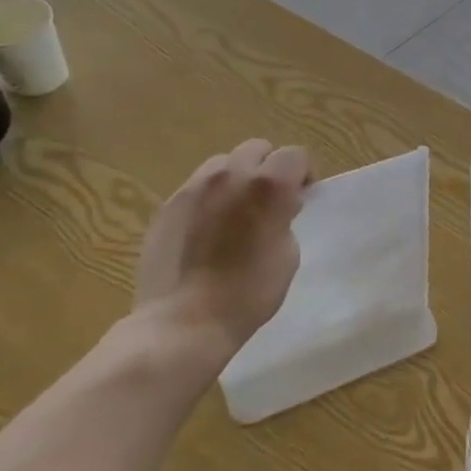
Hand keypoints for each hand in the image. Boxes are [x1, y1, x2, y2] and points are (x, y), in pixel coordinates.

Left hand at [132, 139, 313, 358]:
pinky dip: (210, 198)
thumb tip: (278, 207)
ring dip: (237, 178)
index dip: (303, 174)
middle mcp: (230, 175)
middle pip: (257, 149)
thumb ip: (285, 218)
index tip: (302, 198)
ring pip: (223, 164)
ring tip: (236, 212)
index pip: (294, 155)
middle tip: (270, 201)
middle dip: (269, 168)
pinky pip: (196, 187)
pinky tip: (208, 230)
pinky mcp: (167, 205)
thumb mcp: (288, 254)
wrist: (184, 322)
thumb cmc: (249, 293)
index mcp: (268, 185)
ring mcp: (193, 188)